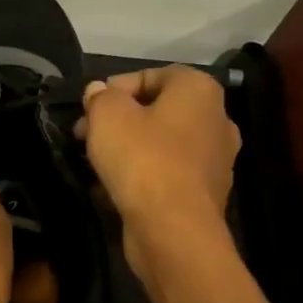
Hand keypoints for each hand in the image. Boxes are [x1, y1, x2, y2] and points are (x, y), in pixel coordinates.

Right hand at [78, 65, 239, 274]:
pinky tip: (112, 188)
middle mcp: (217, 120)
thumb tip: (99, 92)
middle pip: (158, 110)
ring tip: (94, 162)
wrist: (172, 229)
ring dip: (129, 149)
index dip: (116, 87)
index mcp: (199, 91)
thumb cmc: (142, 159)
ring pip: (162, 144)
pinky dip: (142, 176)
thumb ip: (100, 97)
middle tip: (85, 134)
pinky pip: (167, 174)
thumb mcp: (107, 115)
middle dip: (119, 120)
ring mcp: (215, 160)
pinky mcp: (204, 194)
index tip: (90, 107)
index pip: (154, 74)